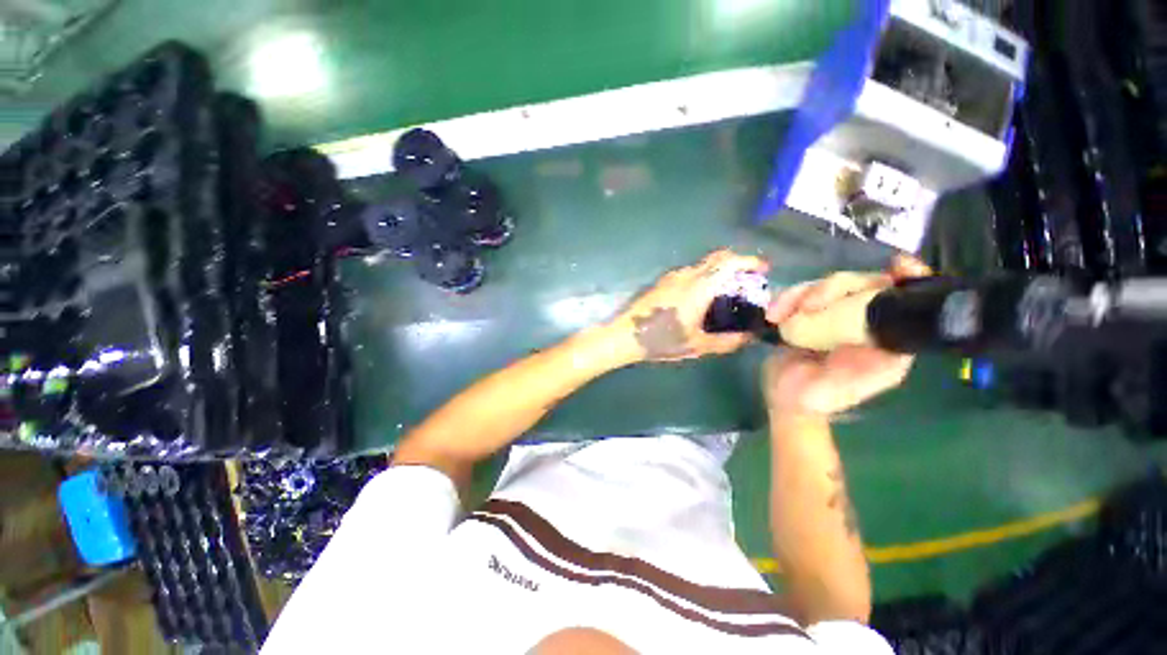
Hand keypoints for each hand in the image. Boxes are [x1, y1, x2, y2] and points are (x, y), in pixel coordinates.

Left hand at [610, 249, 769, 362]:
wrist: (626, 334)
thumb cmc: (662, 340)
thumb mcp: (697, 345)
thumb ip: (726, 342)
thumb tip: (747, 337)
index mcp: (699, 287)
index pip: (729, 262)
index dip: (750, 261)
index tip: (763, 269)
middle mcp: (686, 275)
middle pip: (717, 258)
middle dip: (736, 263)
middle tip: (747, 280)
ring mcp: (671, 277)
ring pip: (702, 265)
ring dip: (718, 270)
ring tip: (726, 291)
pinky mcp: (662, 282)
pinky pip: (689, 272)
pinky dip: (703, 276)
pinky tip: (701, 297)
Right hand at [763, 256, 930, 416]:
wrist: (781, 397)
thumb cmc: (814, 399)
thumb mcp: (838, 390)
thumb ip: (861, 372)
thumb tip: (888, 343)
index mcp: (884, 340)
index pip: (904, 301)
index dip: (908, 279)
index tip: (897, 265)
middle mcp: (863, 323)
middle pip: (860, 284)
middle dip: (834, 288)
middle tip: (807, 307)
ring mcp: (834, 316)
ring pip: (827, 286)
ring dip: (800, 295)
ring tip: (777, 316)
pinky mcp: (808, 315)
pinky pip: (800, 295)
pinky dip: (784, 300)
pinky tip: (772, 315)